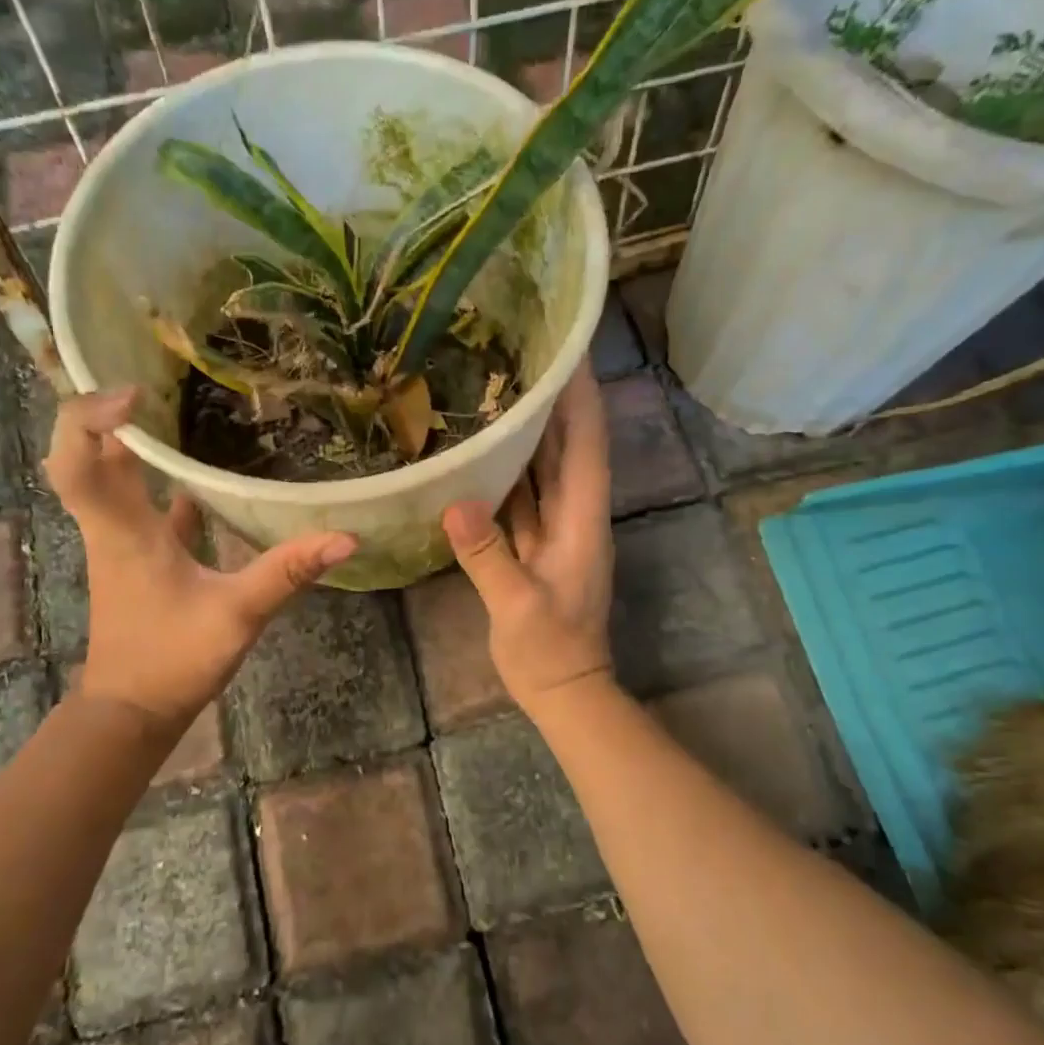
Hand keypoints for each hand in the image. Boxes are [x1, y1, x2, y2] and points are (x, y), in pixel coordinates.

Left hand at [45, 388, 355, 726]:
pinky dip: (163, 483)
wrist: (133, 712)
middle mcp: (113, 527)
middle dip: (112, 411)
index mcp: (123, 531)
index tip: (138, 390)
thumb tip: (346, 537)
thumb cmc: (172, 661)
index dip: (91, 416)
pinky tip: (204, 477)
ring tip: (176, 405)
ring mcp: (124, 542)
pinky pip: (145, 506)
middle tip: (159, 376)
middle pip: (88, 455)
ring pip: (114, 478)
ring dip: (135, 442)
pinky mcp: (140, 559)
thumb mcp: (237, 615)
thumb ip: (287, 572)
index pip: (78, 460)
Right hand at [442, 362, 613, 712]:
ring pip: (548, 470)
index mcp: (581, 521)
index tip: (568, 352)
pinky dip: (513, 471)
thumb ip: (487, 554)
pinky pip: (528, 497)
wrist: (565, 692)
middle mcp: (576, 516)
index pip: (587, 446)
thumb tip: (455, 502)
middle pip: (570, 448)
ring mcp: (559, 532)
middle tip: (525, 357)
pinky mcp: (540, 547)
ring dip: (534, 431)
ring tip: (504, 390)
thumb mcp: (516, 605)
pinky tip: (488, 452)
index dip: (581, 398)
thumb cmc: (549, 651)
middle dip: (555, 402)